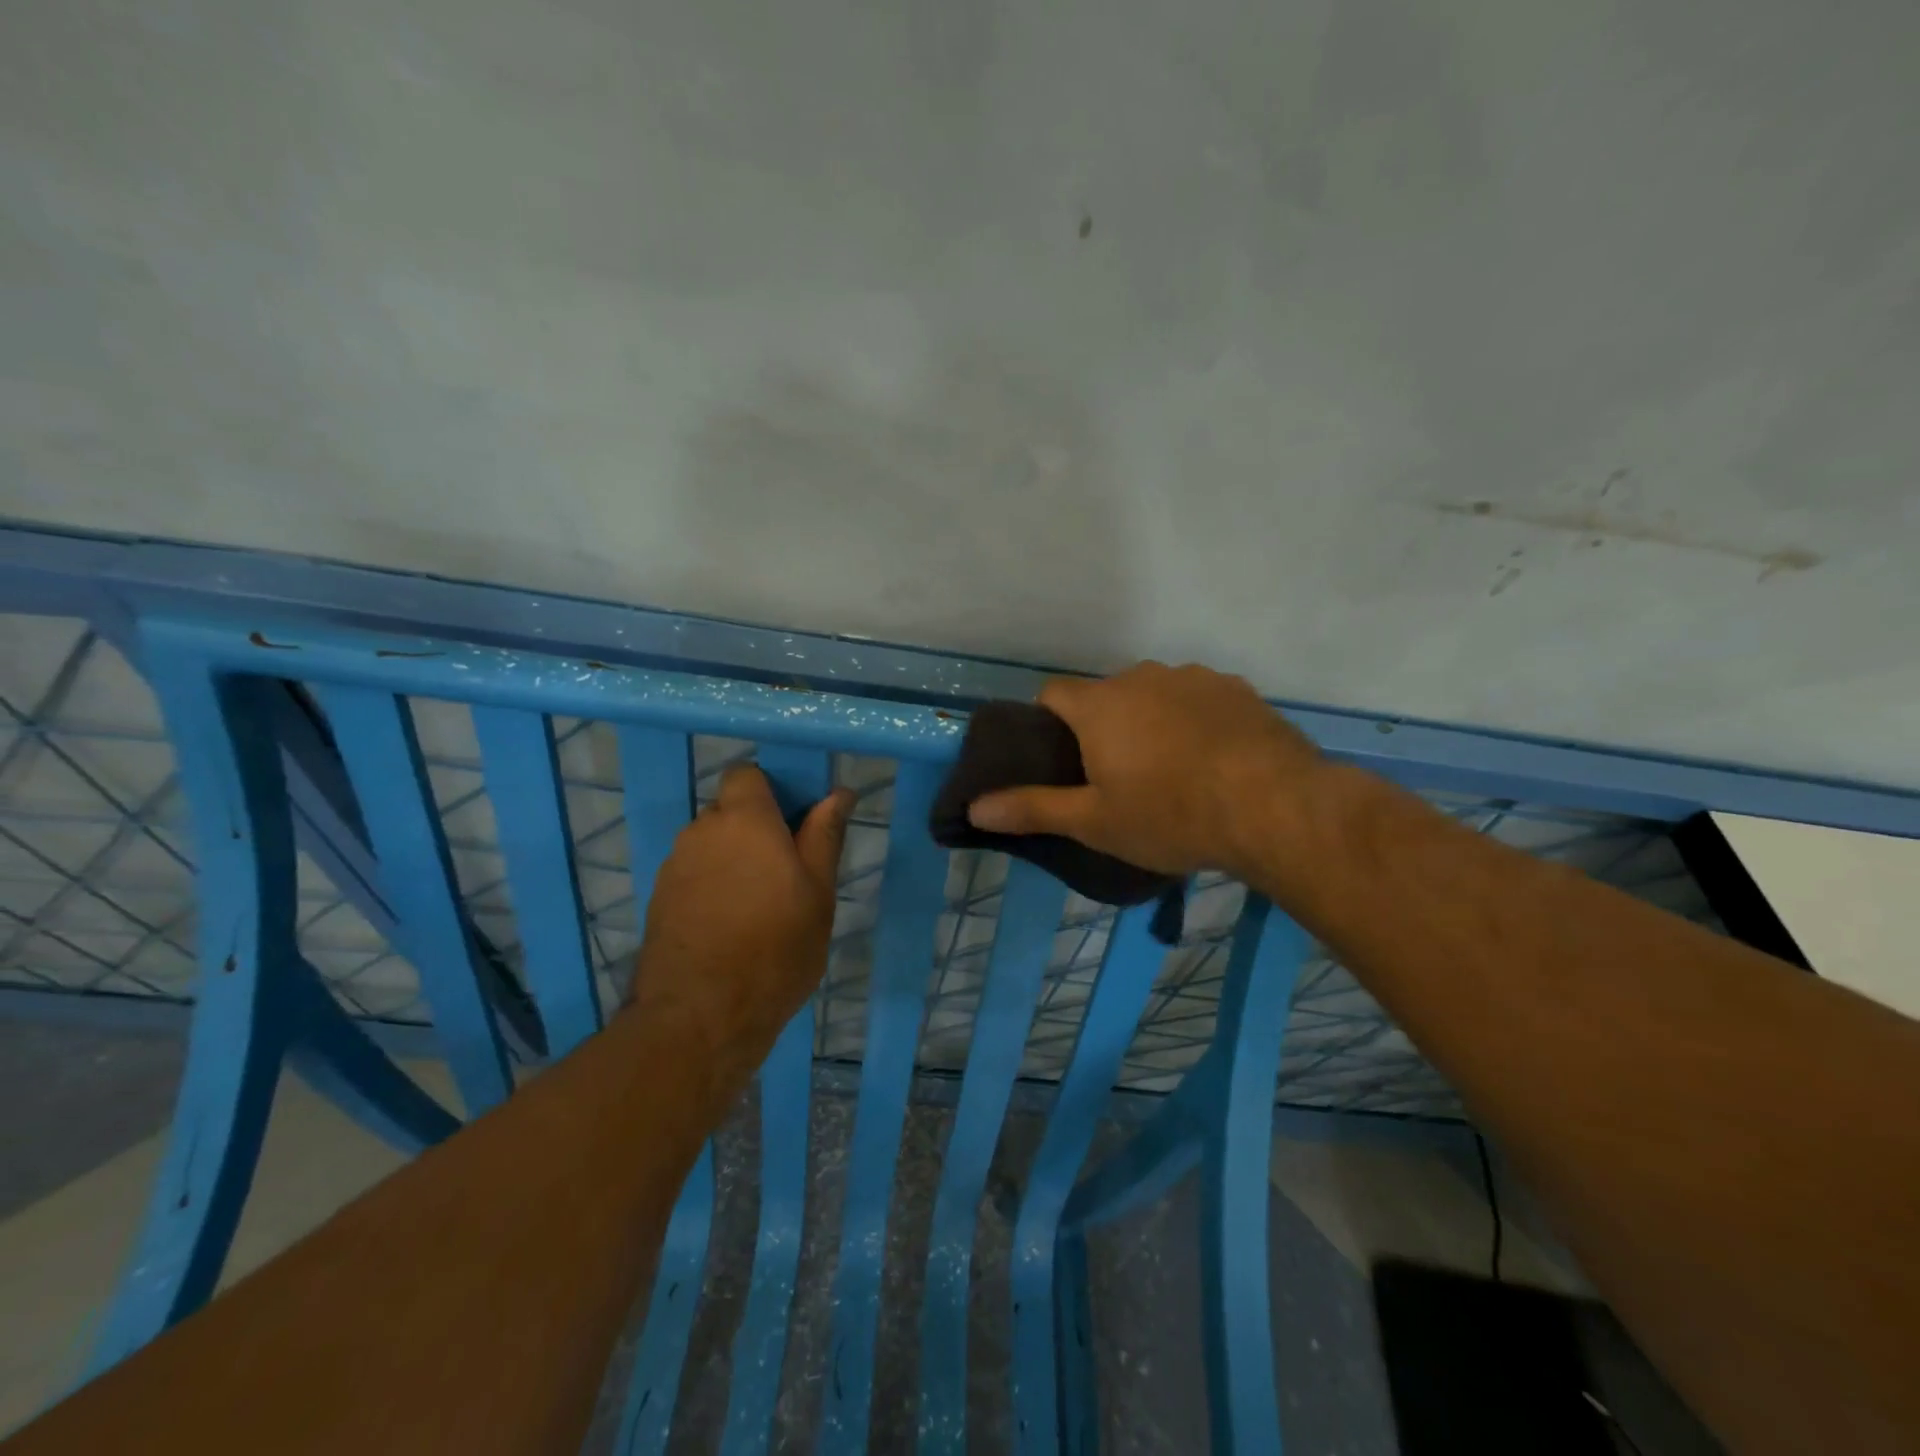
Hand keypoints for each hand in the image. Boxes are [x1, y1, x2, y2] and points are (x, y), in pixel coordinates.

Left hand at [631, 765, 852, 1084]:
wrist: (699, 1017)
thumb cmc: (775, 949)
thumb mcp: (817, 893)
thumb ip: (824, 836)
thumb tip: (839, 793)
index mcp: (744, 820)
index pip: (746, 774)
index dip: (770, 790)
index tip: (794, 822)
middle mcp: (701, 831)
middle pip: (729, 810)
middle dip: (755, 829)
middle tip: (786, 871)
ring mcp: (674, 865)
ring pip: (710, 844)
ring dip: (733, 858)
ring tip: (758, 905)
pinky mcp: (658, 898)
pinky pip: (693, 873)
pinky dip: (712, 885)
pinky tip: (729, 924)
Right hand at [965, 662, 1323, 880]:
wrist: (1274, 807)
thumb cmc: (1170, 815)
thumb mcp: (1094, 822)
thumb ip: (1032, 809)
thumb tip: (973, 807)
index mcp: (1099, 705)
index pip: (1052, 694)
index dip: (1047, 723)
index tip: (1060, 759)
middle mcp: (1142, 677)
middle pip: (1105, 695)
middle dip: (1102, 726)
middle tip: (1117, 776)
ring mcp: (1193, 678)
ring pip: (1154, 695)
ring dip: (1151, 721)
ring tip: (1171, 771)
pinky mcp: (1236, 689)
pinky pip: (1198, 699)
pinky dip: (1194, 721)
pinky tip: (1213, 760)